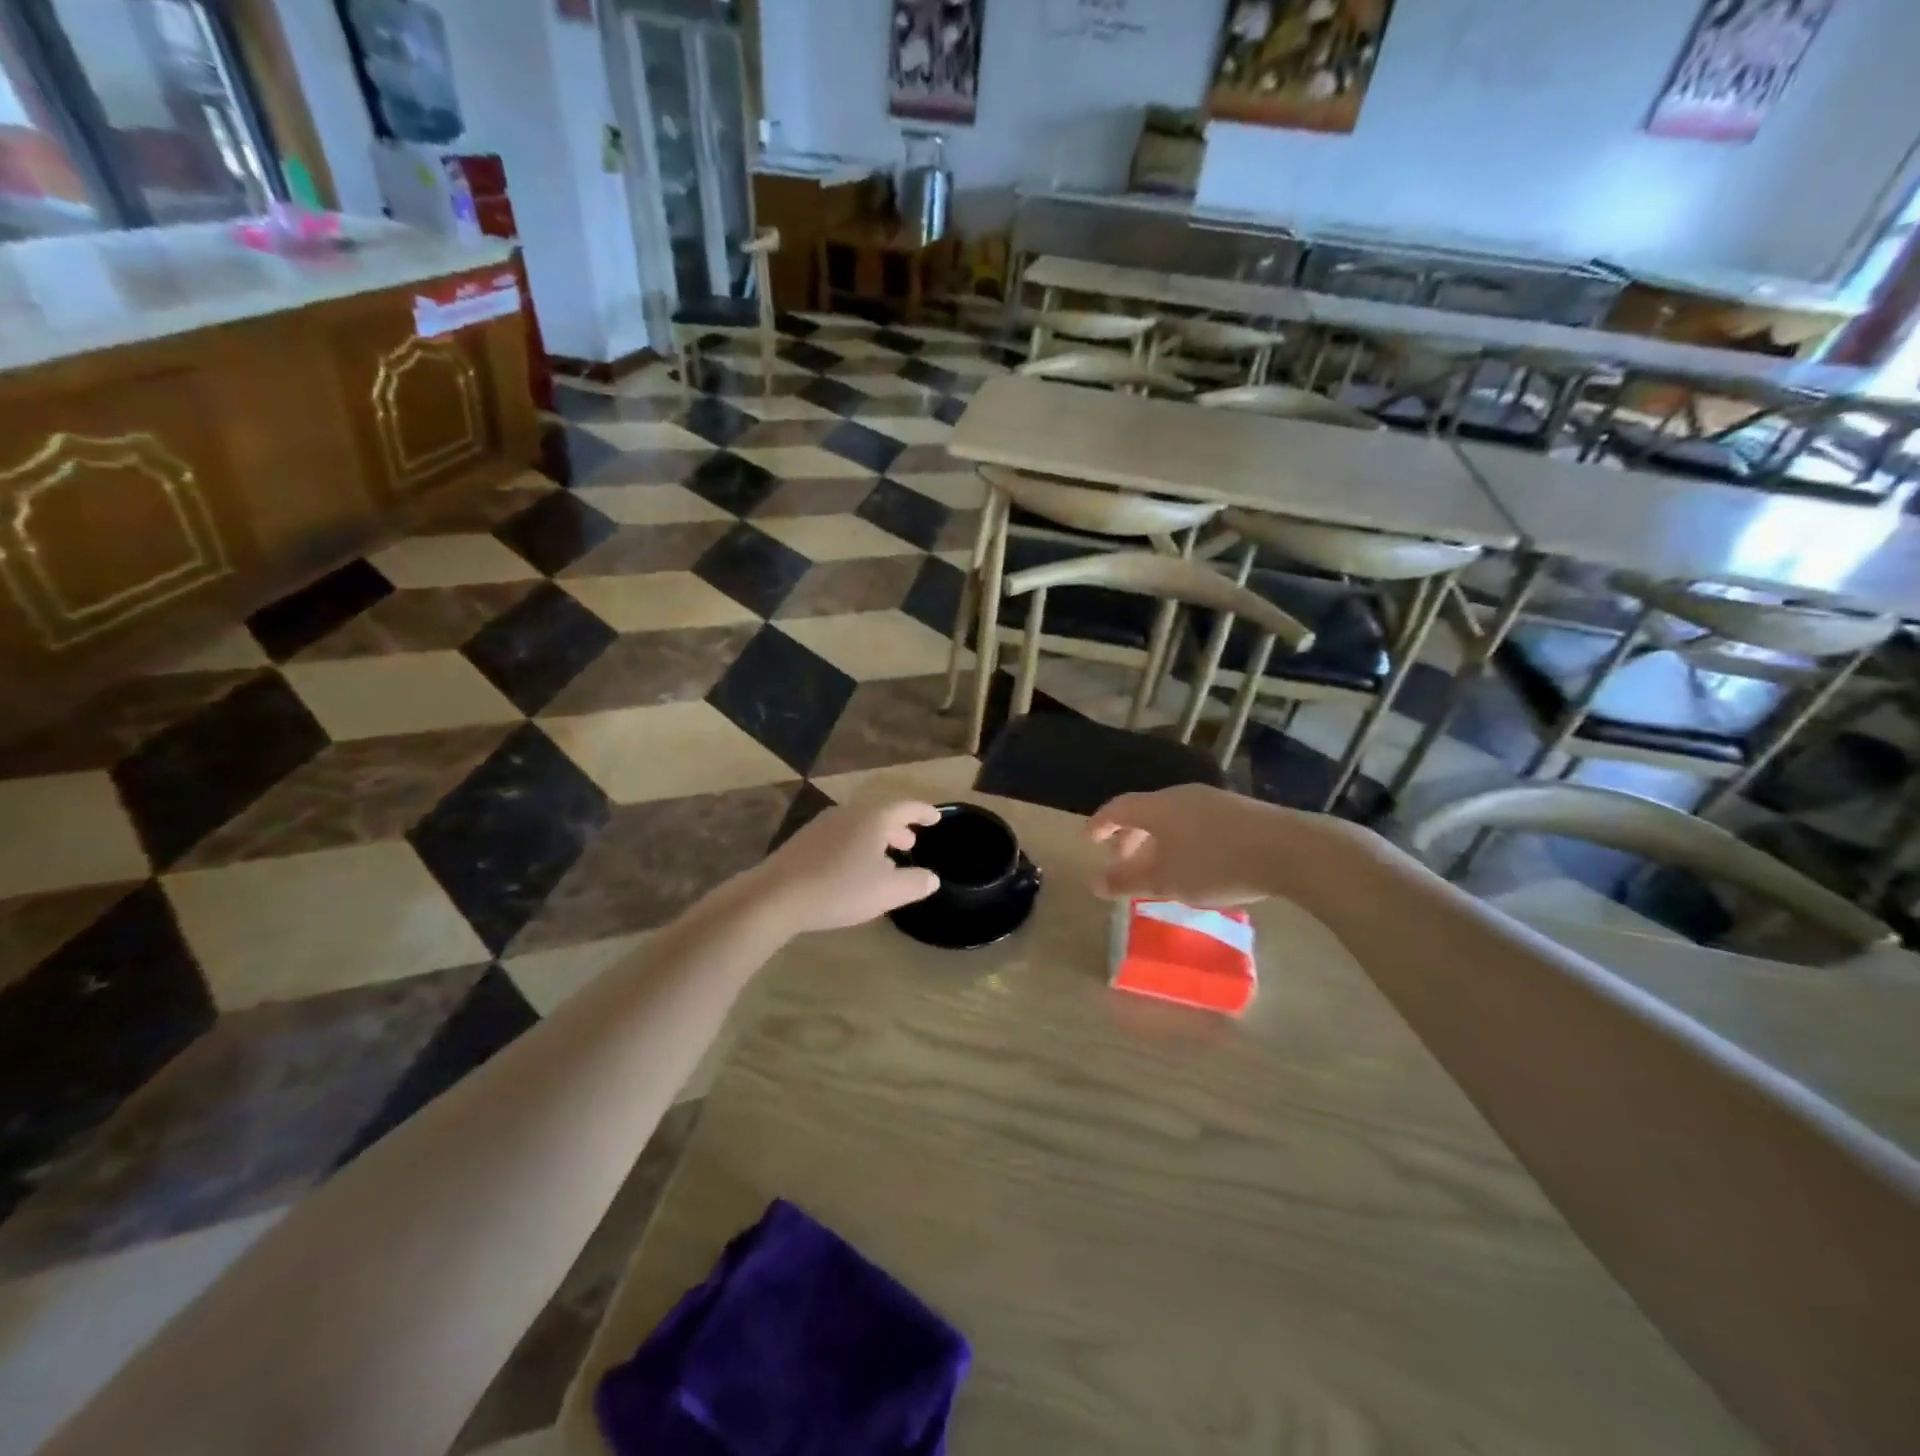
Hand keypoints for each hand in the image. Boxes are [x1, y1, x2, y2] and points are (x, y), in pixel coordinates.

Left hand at [747, 800, 942, 932]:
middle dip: (898, 828)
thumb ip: (914, 883)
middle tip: (910, 843)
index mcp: (873, 818)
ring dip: (875, 838)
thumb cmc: (840, 889)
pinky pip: (839, 836)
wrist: (775, 896)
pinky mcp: (803, 841)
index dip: (923, 812)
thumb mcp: (887, 892)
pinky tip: (851, 869)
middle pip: (879, 814)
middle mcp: (848, 813)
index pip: (905, 808)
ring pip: (858, 825)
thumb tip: (931, 877)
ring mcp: (822, 825)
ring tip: (883, 859)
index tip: (936, 817)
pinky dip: (855, 846)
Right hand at [1089, 784, 1346, 905]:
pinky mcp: (1238, 811)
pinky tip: (1194, 862)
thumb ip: (1128, 882)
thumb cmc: (1216, 864)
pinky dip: (1181, 839)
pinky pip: (1195, 820)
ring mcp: (1212, 800)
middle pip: (1145, 811)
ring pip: (1172, 816)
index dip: (1101, 823)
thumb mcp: (1166, 882)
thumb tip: (1094, 883)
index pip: (1118, 808)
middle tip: (1123, 861)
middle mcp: (1181, 795)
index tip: (1090, 838)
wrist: (1290, 849)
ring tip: (1160, 867)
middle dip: (1130, 836)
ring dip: (1157, 839)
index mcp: (1157, 807)